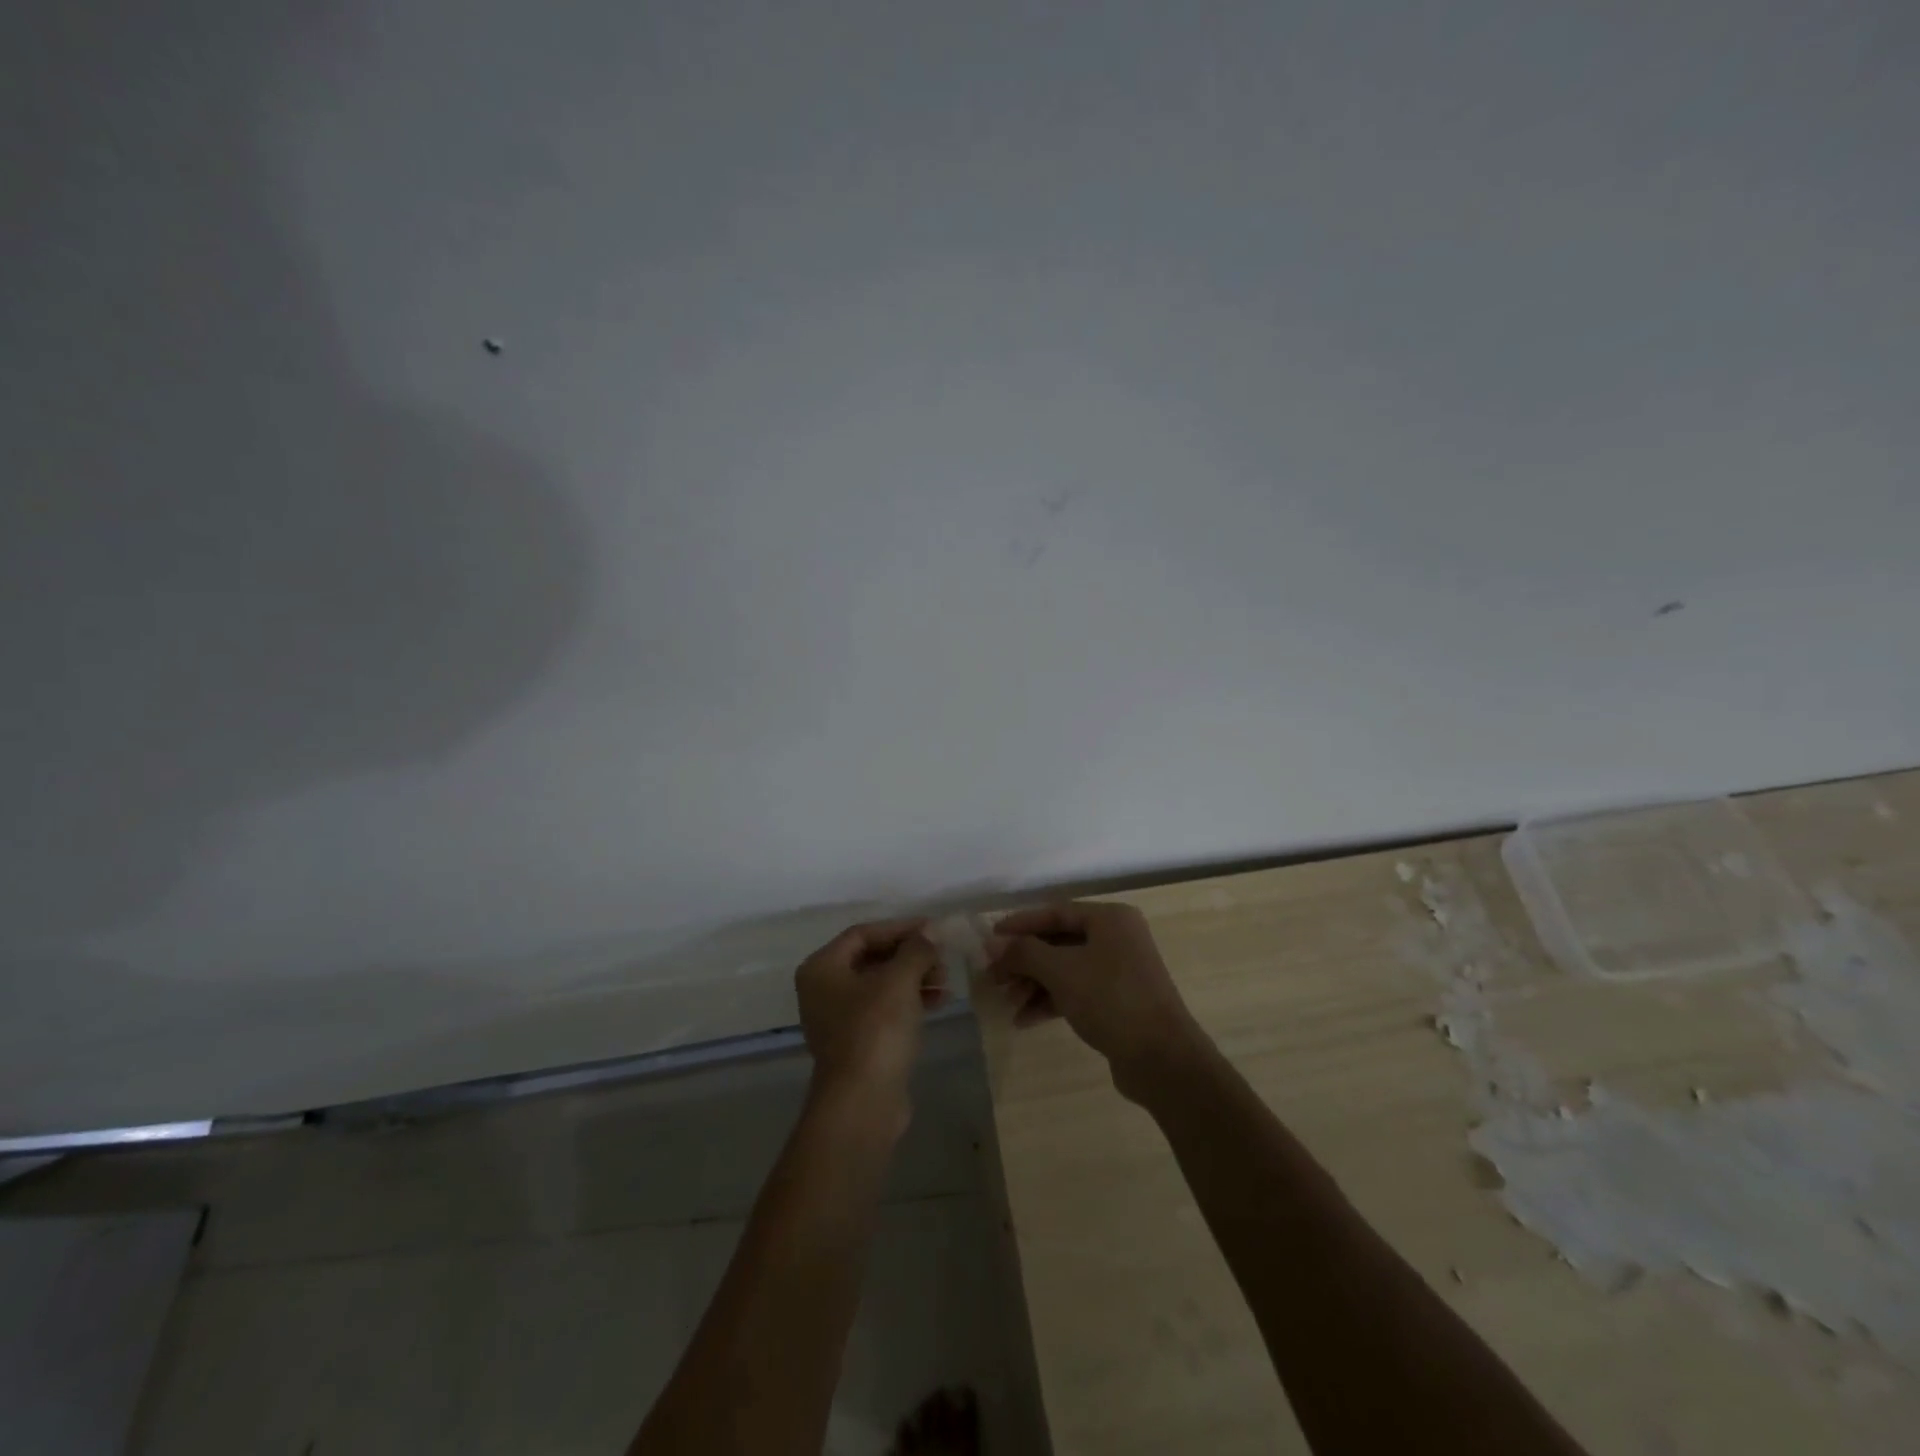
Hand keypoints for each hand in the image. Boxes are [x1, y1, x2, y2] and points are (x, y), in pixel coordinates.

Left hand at [796, 918, 943, 1111]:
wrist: (863, 1103)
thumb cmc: (875, 1030)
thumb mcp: (899, 980)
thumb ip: (916, 950)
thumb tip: (929, 933)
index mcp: (822, 968)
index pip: (863, 933)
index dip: (900, 928)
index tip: (933, 929)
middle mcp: (824, 989)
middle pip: (872, 958)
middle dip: (910, 956)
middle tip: (942, 959)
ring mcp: (839, 1018)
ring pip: (882, 985)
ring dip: (914, 978)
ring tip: (946, 982)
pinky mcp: (857, 1043)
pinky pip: (885, 1010)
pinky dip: (910, 1001)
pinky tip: (939, 1001)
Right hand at [988, 902, 1208, 1100]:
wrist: (1162, 1059)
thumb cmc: (1111, 1000)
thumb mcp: (1061, 971)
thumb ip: (1024, 952)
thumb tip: (992, 943)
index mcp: (1110, 919)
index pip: (1055, 913)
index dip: (1020, 924)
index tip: (989, 938)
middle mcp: (1117, 938)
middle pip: (1058, 942)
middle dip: (1024, 960)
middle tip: (993, 977)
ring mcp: (1119, 971)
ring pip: (1065, 969)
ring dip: (1034, 983)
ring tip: (1006, 1002)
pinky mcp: (1118, 1001)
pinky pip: (1076, 992)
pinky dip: (1051, 1001)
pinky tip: (1025, 1020)